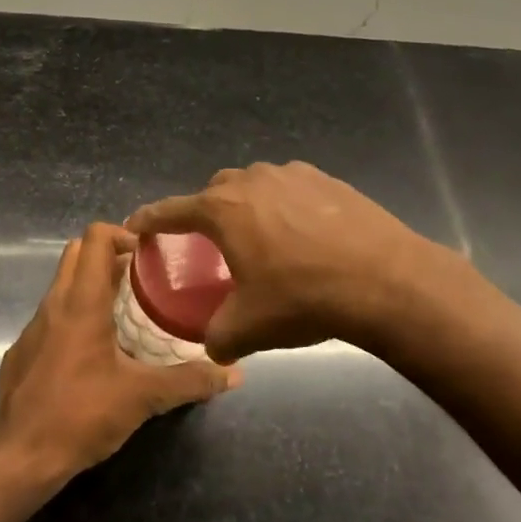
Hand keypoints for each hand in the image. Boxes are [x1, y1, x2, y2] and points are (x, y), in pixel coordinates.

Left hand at [0, 222, 238, 484]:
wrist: (18, 459)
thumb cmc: (81, 415)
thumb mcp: (143, 397)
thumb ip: (190, 381)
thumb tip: (233, 373)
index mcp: (81, 302)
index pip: (94, 238)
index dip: (122, 233)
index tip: (149, 254)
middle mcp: (52, 305)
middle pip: (76, 254)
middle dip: (108, 255)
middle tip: (143, 278)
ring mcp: (32, 329)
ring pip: (62, 286)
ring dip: (92, 286)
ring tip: (126, 312)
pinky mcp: (22, 353)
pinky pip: (51, 318)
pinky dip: (74, 317)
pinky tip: (95, 353)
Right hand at [127, 161, 444, 361]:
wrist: (385, 280)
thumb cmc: (304, 298)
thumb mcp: (249, 328)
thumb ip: (217, 337)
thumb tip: (213, 346)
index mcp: (223, 210)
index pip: (172, 210)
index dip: (150, 219)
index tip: (135, 225)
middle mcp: (252, 181)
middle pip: (215, 191)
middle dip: (206, 211)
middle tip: (212, 242)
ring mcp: (293, 175)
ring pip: (256, 184)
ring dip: (248, 205)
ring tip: (261, 236)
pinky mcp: (328, 179)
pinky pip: (292, 187)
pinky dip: (285, 204)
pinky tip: (303, 233)